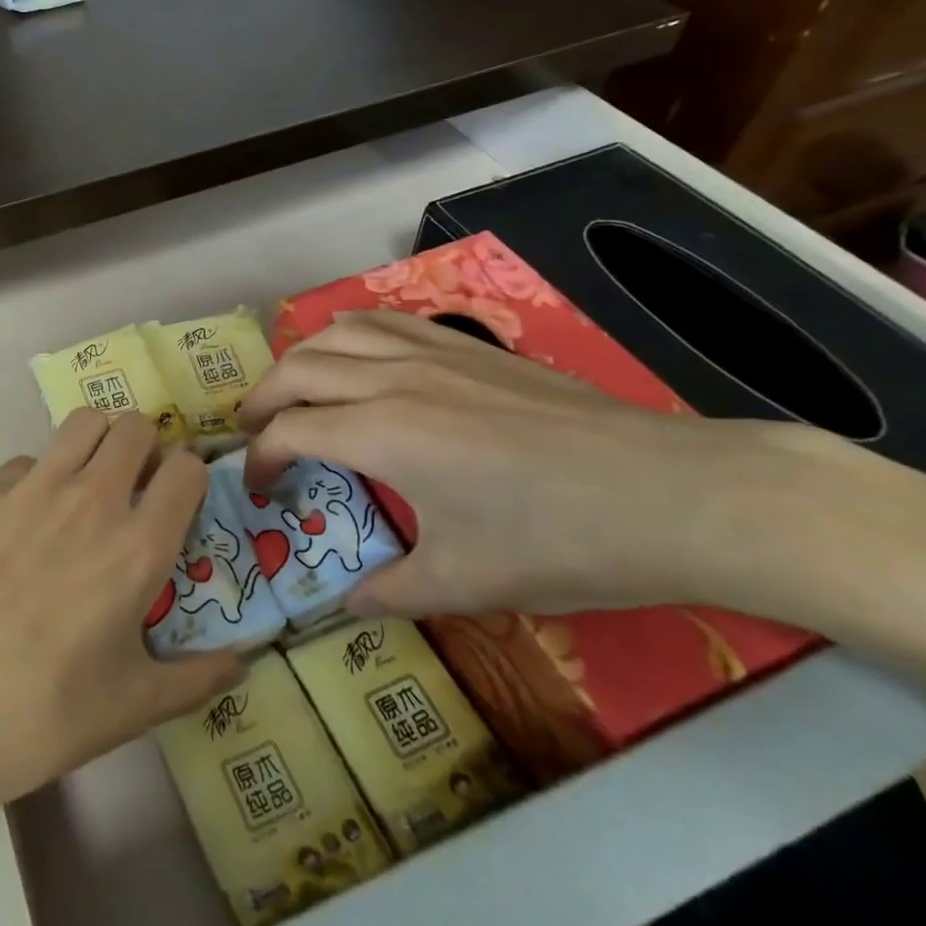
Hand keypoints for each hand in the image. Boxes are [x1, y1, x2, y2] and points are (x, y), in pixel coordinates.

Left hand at [0, 408, 243, 815]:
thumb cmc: (42, 714)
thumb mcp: (132, 708)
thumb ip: (196, 678)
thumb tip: (243, 662)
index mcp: (138, 546)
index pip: (187, 470)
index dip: (190, 477)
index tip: (179, 501)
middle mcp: (92, 499)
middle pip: (135, 427)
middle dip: (145, 447)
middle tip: (134, 486)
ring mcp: (33, 488)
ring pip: (82, 422)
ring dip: (96, 443)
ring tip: (86, 482)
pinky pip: (26, 461)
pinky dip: (38, 477)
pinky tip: (21, 522)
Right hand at [236, 309, 830, 615]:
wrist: (672, 493)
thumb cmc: (561, 541)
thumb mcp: (467, 583)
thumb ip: (389, 592)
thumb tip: (343, 604)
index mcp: (383, 434)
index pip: (291, 431)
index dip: (263, 460)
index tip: (263, 492)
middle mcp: (393, 378)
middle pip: (298, 368)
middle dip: (261, 399)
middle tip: (253, 433)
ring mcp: (432, 352)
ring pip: (336, 333)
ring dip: (300, 359)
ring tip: (292, 390)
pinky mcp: (467, 345)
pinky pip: (384, 321)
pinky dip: (348, 333)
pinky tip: (355, 354)